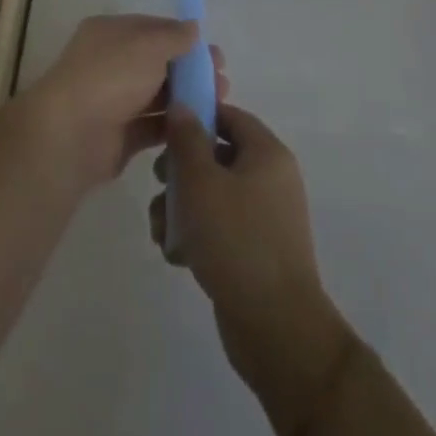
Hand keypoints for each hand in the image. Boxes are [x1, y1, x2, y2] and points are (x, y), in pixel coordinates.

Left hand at [20, 15, 227, 189]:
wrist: (71, 134)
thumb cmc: (110, 76)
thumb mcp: (147, 45)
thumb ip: (174, 36)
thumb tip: (193, 28)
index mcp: (109, 33)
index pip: (152, 29)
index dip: (183, 38)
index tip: (213, 52)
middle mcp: (110, 63)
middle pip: (158, 63)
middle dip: (190, 70)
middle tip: (223, 81)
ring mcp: (114, 100)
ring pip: (158, 95)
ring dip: (188, 97)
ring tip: (221, 103)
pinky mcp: (120, 135)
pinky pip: (153, 125)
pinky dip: (175, 125)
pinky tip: (202, 126)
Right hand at [152, 105, 347, 397]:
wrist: (276, 329)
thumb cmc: (236, 241)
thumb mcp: (201, 182)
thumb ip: (187, 139)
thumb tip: (182, 106)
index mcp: (267, 154)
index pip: (229, 116)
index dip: (196, 116)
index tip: (163, 131)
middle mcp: (271, 179)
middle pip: (216, 156)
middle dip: (181, 171)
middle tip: (159, 184)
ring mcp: (265, 218)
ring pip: (212, 194)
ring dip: (181, 208)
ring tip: (162, 232)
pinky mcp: (255, 251)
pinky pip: (220, 227)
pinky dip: (196, 235)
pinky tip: (177, 255)